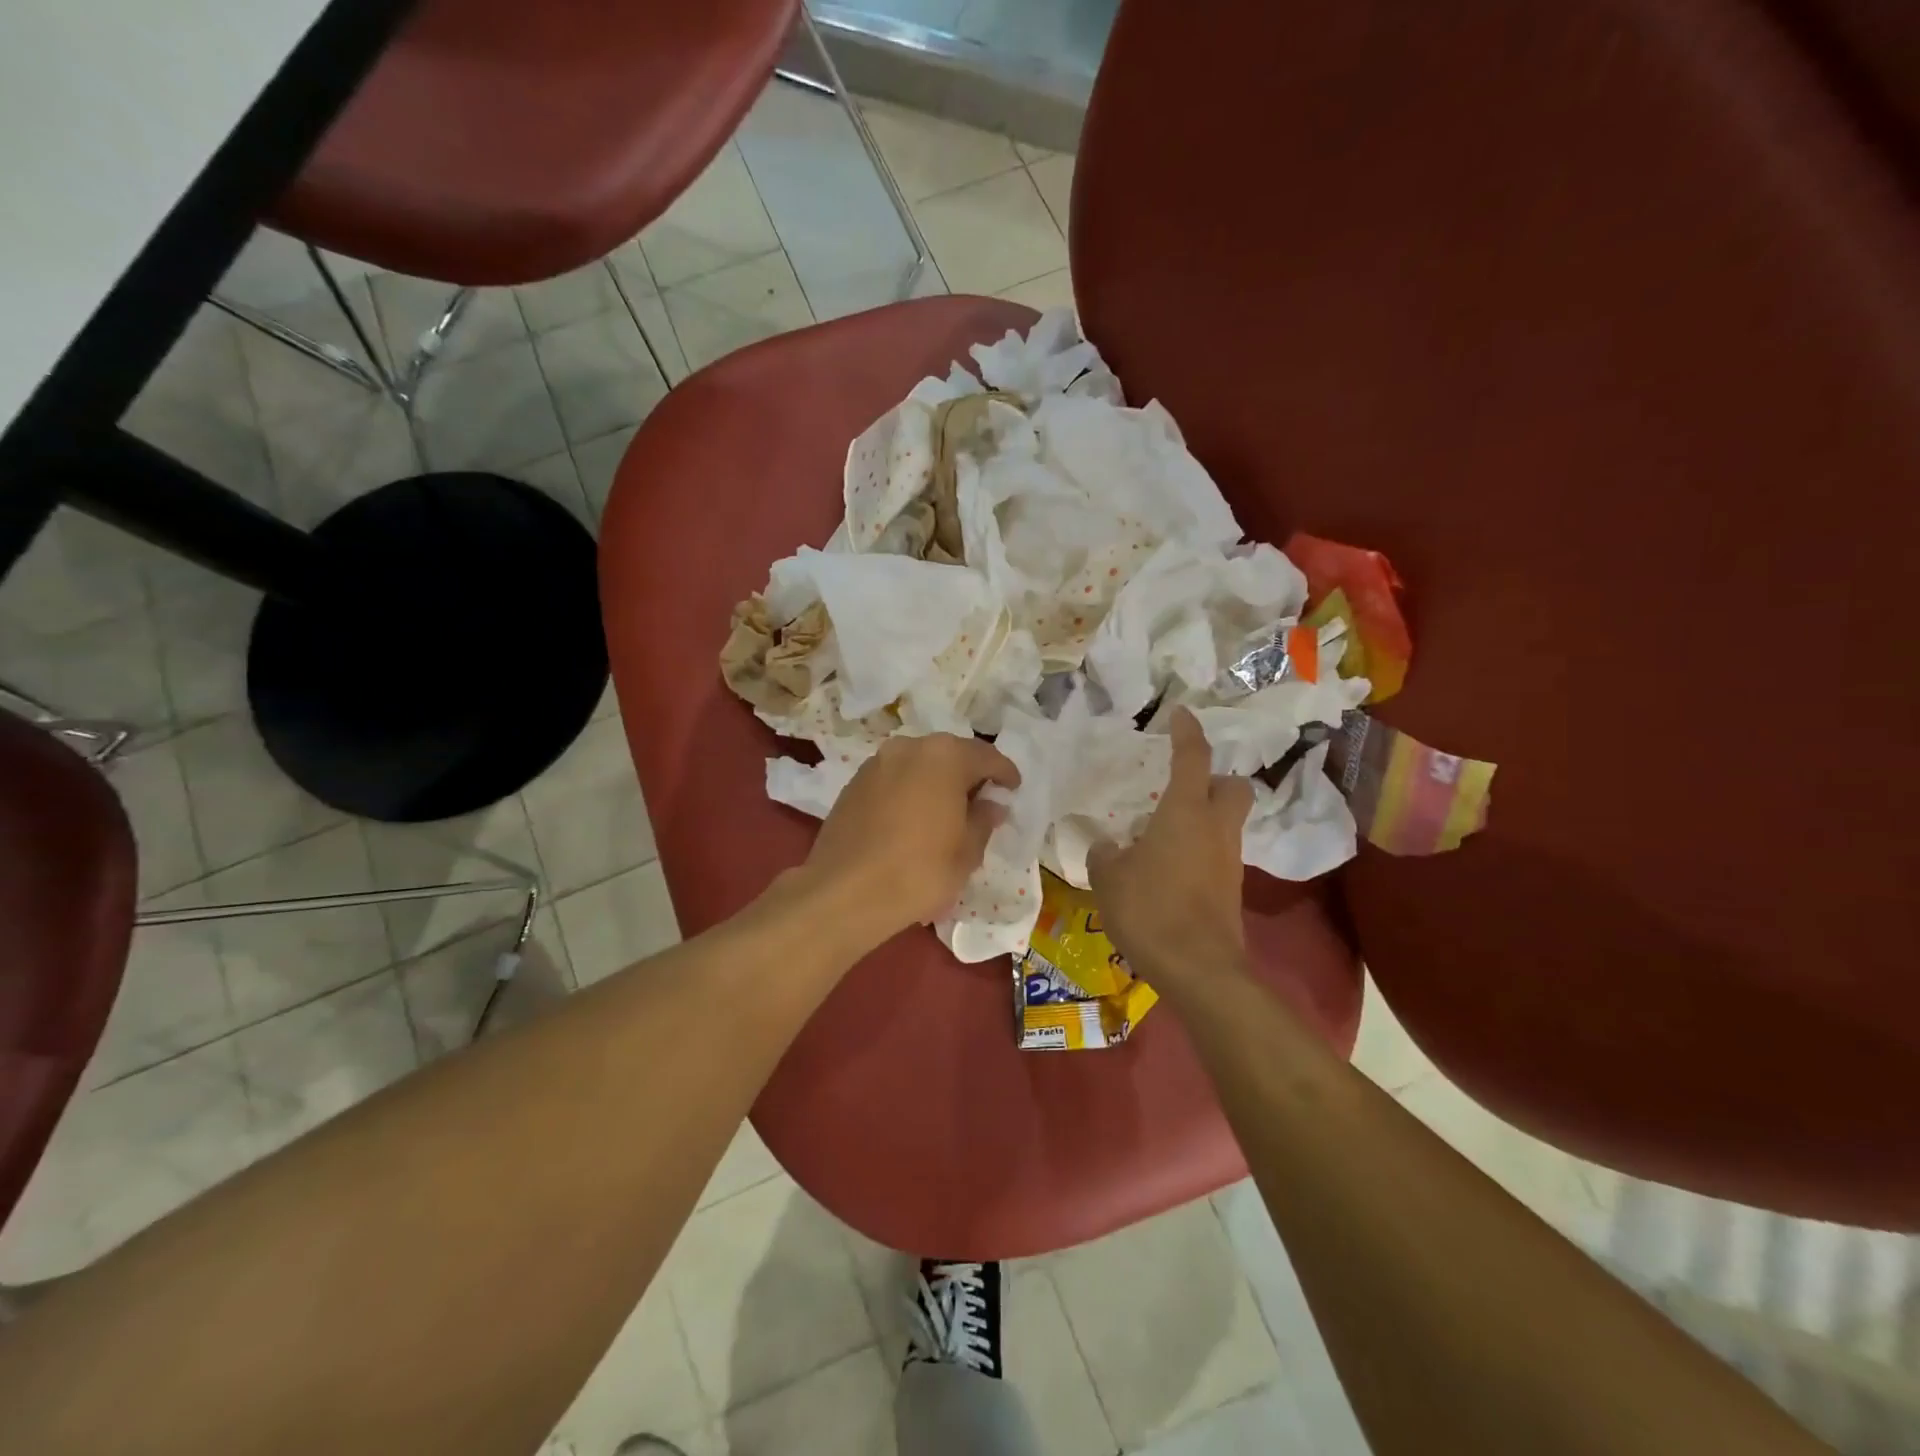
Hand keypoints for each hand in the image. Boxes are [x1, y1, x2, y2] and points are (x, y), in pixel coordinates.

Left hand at [797, 733, 1019, 952]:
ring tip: (946, 813)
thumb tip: (991, 805)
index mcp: (944, 756)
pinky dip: (910, 792)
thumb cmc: (919, 871)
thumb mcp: (967, 852)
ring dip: (936, 782)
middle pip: (950, 755)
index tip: (1013, 789)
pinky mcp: (853, 784)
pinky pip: (894, 780)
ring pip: (918, 765)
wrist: (844, 892)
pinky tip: (913, 820)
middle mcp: (909, 747)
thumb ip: (984, 820)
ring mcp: (876, 763)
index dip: (1004, 774)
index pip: (986, 757)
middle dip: (968, 775)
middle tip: (981, 802)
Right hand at [1088, 709, 1252, 986]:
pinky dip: (1200, 849)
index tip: (1181, 713)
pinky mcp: (1231, 889)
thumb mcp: (1109, 878)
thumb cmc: (1150, 909)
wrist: (1199, 969)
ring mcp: (1228, 860)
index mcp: (1185, 812)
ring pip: (1227, 821)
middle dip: (1215, 778)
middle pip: (1233, 786)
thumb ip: (1105, 853)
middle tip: (1182, 786)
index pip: (1192, 757)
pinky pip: (1219, 852)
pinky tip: (1170, 867)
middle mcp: (1215, 828)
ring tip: (1165, 831)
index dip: (1188, 731)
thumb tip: (1108, 846)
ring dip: (1204, 816)